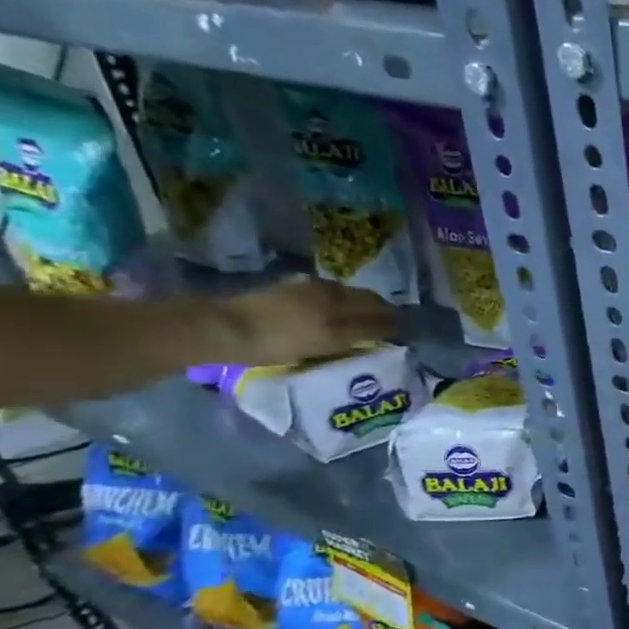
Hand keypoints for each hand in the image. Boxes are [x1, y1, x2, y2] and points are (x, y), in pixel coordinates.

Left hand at [209, 277, 398, 366]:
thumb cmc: (281, 341)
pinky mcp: (283, 291)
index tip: (405, 329)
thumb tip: (393, 326)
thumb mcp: (329, 340)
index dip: (393, 318)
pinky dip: (334, 304)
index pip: (377, 307)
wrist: (223, 328)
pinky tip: (329, 314)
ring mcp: (302, 287)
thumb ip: (364, 331)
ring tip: (362, 320)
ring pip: (341, 294)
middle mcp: (325, 288)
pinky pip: (321, 295)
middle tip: (389, 325)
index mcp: (340, 299)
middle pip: (361, 297)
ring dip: (356, 305)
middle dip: (378, 309)